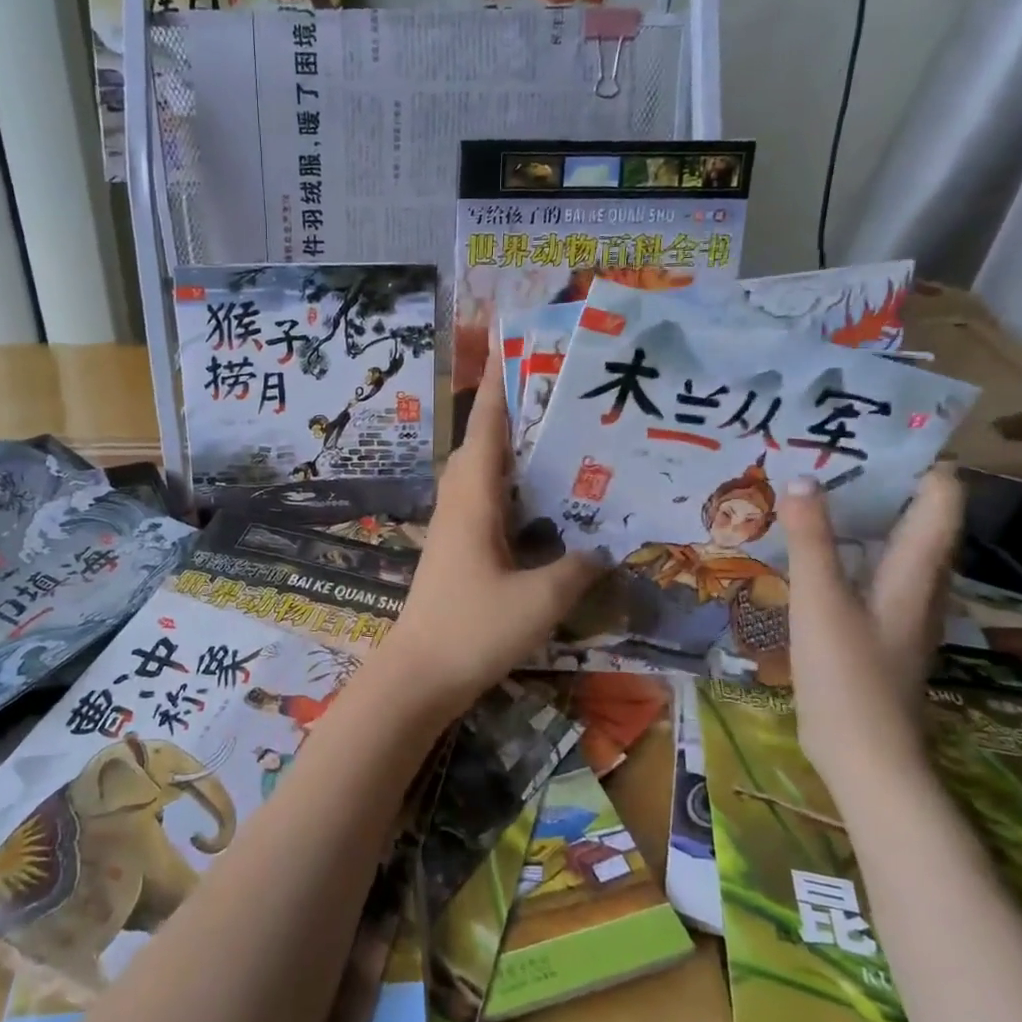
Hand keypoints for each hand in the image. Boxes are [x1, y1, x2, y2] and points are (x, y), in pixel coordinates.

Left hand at [376, 352, 603, 720]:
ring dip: (513, 452)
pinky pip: (486, 502)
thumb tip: (603, 548)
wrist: (418, 675)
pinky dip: (512, 490)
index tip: (513, 346)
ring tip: (559, 440)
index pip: (488, 427)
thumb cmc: (474, 629)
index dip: (500, 385)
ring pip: (483, 473)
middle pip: (484, 443)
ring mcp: (453, 526)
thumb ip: (577, 569)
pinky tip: (543, 506)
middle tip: (560, 393)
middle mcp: (459, 502)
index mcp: (473, 497)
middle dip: (513, 412)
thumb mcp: (540, 600)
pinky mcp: (456, 550)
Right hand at [779, 467, 963, 798]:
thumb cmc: (848, 674)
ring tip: (811, 492)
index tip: (871, 433)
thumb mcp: (819, 600)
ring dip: (859, 516)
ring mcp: (898, 609)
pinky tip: (806, 550)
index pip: (940, 497)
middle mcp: (918, 583)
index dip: (918, 461)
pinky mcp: (876, 629)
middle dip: (880, 482)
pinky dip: (844, 550)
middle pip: (916, 517)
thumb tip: (802, 478)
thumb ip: (810, 539)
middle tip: (825, 455)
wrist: (864, 755)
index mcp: (917, 569)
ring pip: (890, 545)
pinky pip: (867, 571)